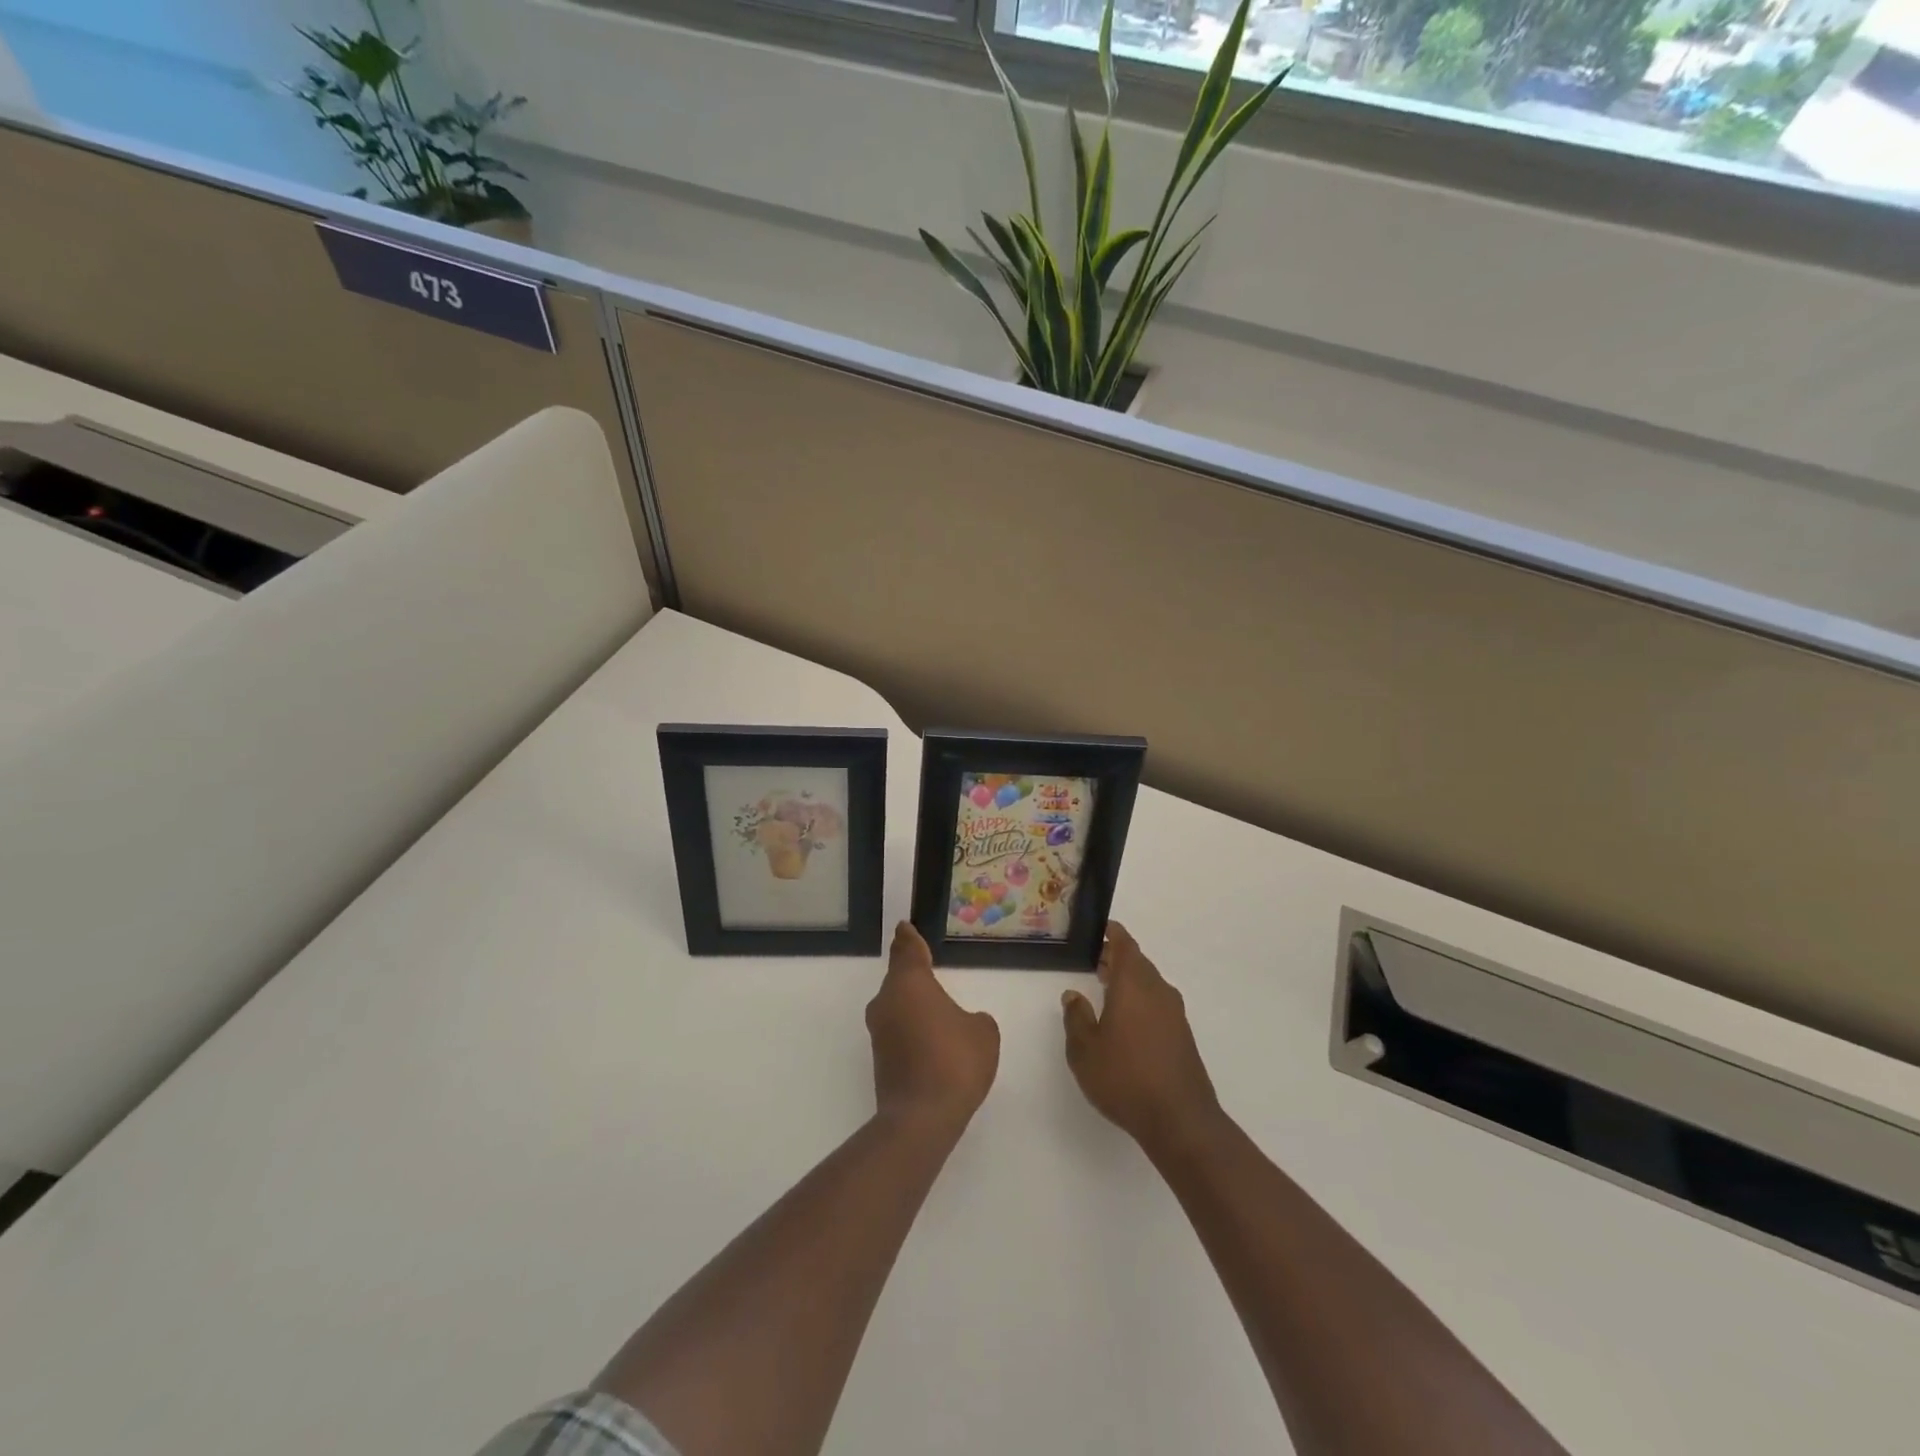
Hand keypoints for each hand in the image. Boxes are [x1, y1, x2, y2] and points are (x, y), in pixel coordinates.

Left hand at [867, 923, 999, 1137]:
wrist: (921, 1118)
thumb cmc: (955, 1061)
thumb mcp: (983, 1032)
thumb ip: (974, 1019)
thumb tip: (961, 1023)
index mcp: (910, 983)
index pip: (907, 949)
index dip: (908, 938)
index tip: (904, 927)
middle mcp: (887, 1001)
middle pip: (899, 978)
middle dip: (912, 973)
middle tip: (928, 967)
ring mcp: (879, 1031)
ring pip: (896, 1006)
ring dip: (913, 1005)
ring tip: (936, 1010)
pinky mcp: (880, 1058)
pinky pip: (898, 1031)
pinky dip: (912, 1030)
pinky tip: (932, 1042)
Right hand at [1063, 923, 1221, 1157]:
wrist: (1179, 1119)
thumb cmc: (1125, 1078)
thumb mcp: (1084, 1050)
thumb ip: (1076, 1018)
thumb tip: (1073, 995)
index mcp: (1133, 984)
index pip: (1125, 945)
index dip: (1112, 934)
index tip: (1100, 928)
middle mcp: (1158, 991)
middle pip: (1138, 963)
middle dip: (1116, 958)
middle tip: (1094, 959)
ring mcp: (1174, 1014)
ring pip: (1149, 983)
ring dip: (1129, 980)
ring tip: (1105, 988)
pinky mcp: (1182, 1035)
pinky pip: (1158, 1003)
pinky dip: (1140, 999)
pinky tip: (1125, 1020)